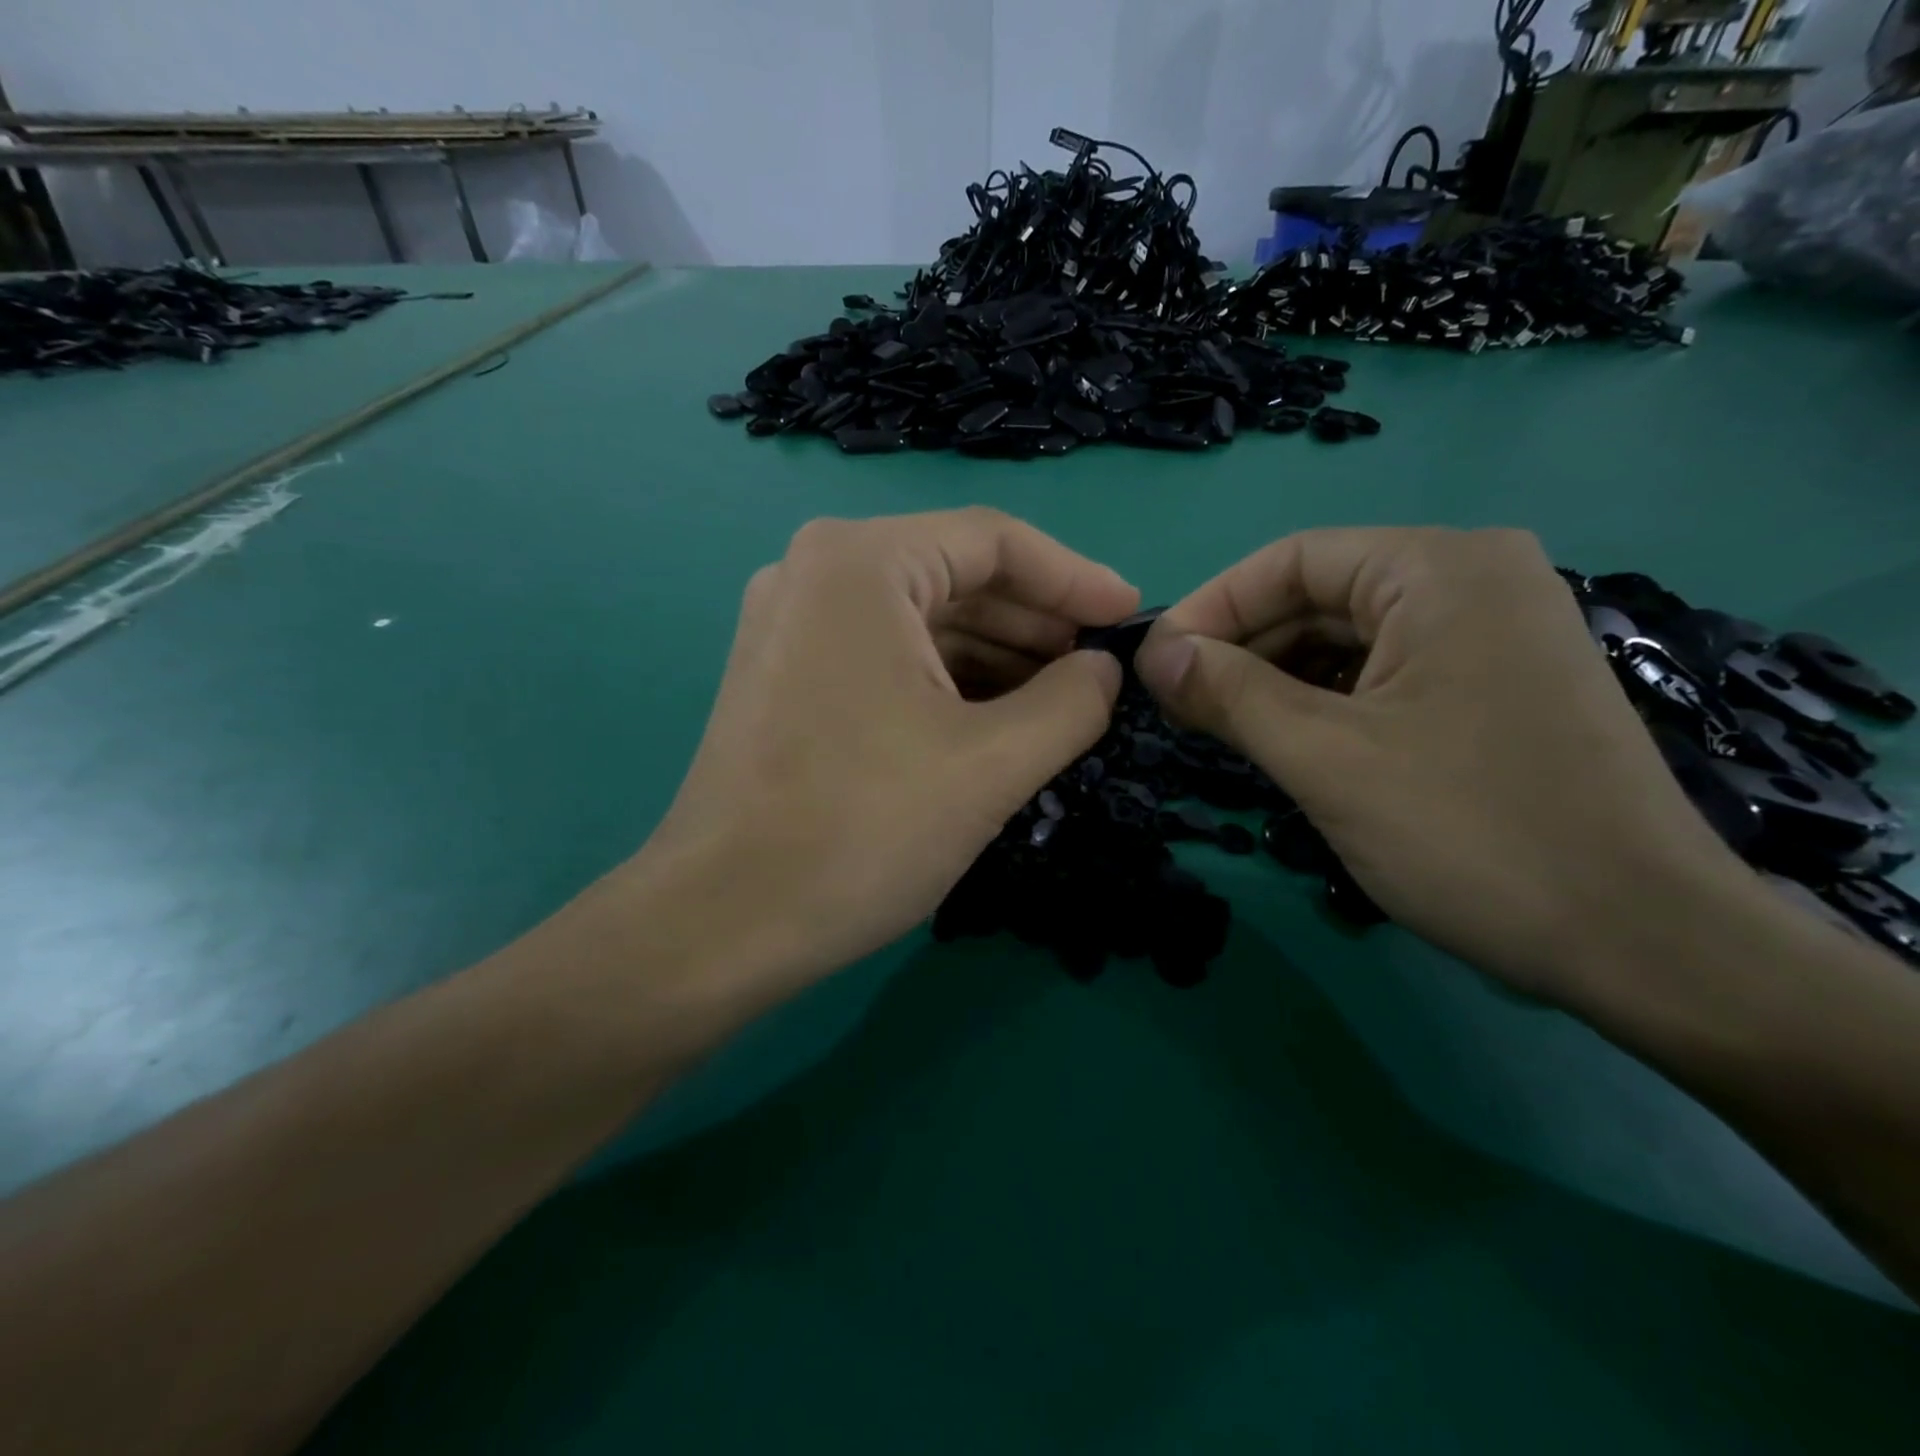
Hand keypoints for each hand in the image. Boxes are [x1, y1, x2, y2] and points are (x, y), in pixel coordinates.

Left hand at [634, 508, 1137, 996]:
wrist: (721, 922)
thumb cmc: (862, 830)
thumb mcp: (993, 763)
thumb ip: (1072, 702)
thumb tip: (1104, 669)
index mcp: (861, 563)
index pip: (994, 540)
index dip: (1075, 578)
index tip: (1130, 618)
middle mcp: (815, 573)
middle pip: (954, 576)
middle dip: (1035, 623)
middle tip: (1098, 671)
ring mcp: (791, 626)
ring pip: (919, 621)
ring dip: (995, 657)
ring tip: (1059, 702)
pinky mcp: (783, 677)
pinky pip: (884, 656)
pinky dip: (945, 682)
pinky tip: (992, 720)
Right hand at [1133, 527, 1743, 998]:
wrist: (1642, 943)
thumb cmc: (1472, 832)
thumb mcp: (1326, 757)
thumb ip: (1228, 693)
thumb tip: (1153, 655)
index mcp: (1440, 569)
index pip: (1290, 560)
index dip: (1209, 608)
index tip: (1153, 665)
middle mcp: (1474, 580)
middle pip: (1319, 597)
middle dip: (1241, 649)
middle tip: (1178, 706)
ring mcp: (1493, 635)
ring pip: (1348, 640)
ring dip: (1276, 680)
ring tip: (1221, 728)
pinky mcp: (1496, 687)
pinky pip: (1384, 674)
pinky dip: (1324, 702)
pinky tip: (1287, 742)